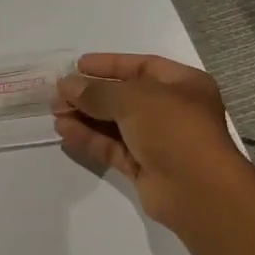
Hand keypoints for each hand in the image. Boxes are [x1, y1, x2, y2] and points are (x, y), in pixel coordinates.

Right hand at [54, 53, 250, 233]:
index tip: (77, 66)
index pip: (141, 66)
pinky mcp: (144, 166)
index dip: (108, 65)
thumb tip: (66, 85)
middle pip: (124, 96)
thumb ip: (96, 91)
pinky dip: (89, 138)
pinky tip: (64, 132)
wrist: (198, 190)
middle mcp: (172, 110)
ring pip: (115, 123)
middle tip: (58, 94)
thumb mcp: (133, 99)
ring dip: (85, 116)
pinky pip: (112, 147)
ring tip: (55, 113)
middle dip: (90, 94)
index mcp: (183, 85)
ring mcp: (158, 140)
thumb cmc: (173, 128)